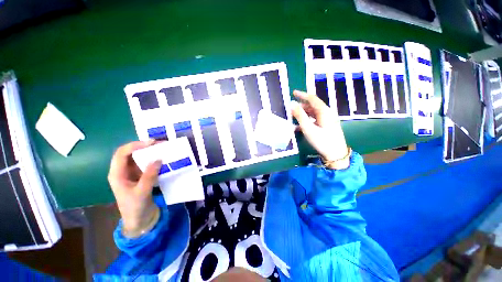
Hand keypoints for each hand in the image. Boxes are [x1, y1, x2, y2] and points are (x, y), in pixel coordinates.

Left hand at [108, 140, 161, 236]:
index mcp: (117, 174)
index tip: (151, 143)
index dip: (134, 145)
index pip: (122, 154)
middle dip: (144, 146)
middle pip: (130, 153)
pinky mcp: (141, 176)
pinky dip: (154, 160)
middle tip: (160, 144)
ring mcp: (132, 173)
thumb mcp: (142, 192)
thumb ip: (149, 175)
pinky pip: (147, 164)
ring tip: (163, 149)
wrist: (140, 220)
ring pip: (139, 158)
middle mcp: (123, 171)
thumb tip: (158, 159)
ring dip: (150, 152)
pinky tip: (163, 159)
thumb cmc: (135, 208)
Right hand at [291, 90, 349, 168]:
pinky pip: (314, 120)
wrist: (336, 154)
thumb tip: (291, 104)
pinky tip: (298, 127)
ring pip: (312, 113)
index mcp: (324, 111)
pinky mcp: (325, 126)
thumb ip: (300, 116)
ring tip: (292, 117)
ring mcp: (326, 120)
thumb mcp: (308, 128)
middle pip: (312, 106)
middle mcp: (326, 113)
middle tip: (290, 109)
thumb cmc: (322, 141)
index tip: (293, 93)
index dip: (302, 95)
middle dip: (300, 106)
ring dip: (302, 114)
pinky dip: (306, 121)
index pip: (312, 98)